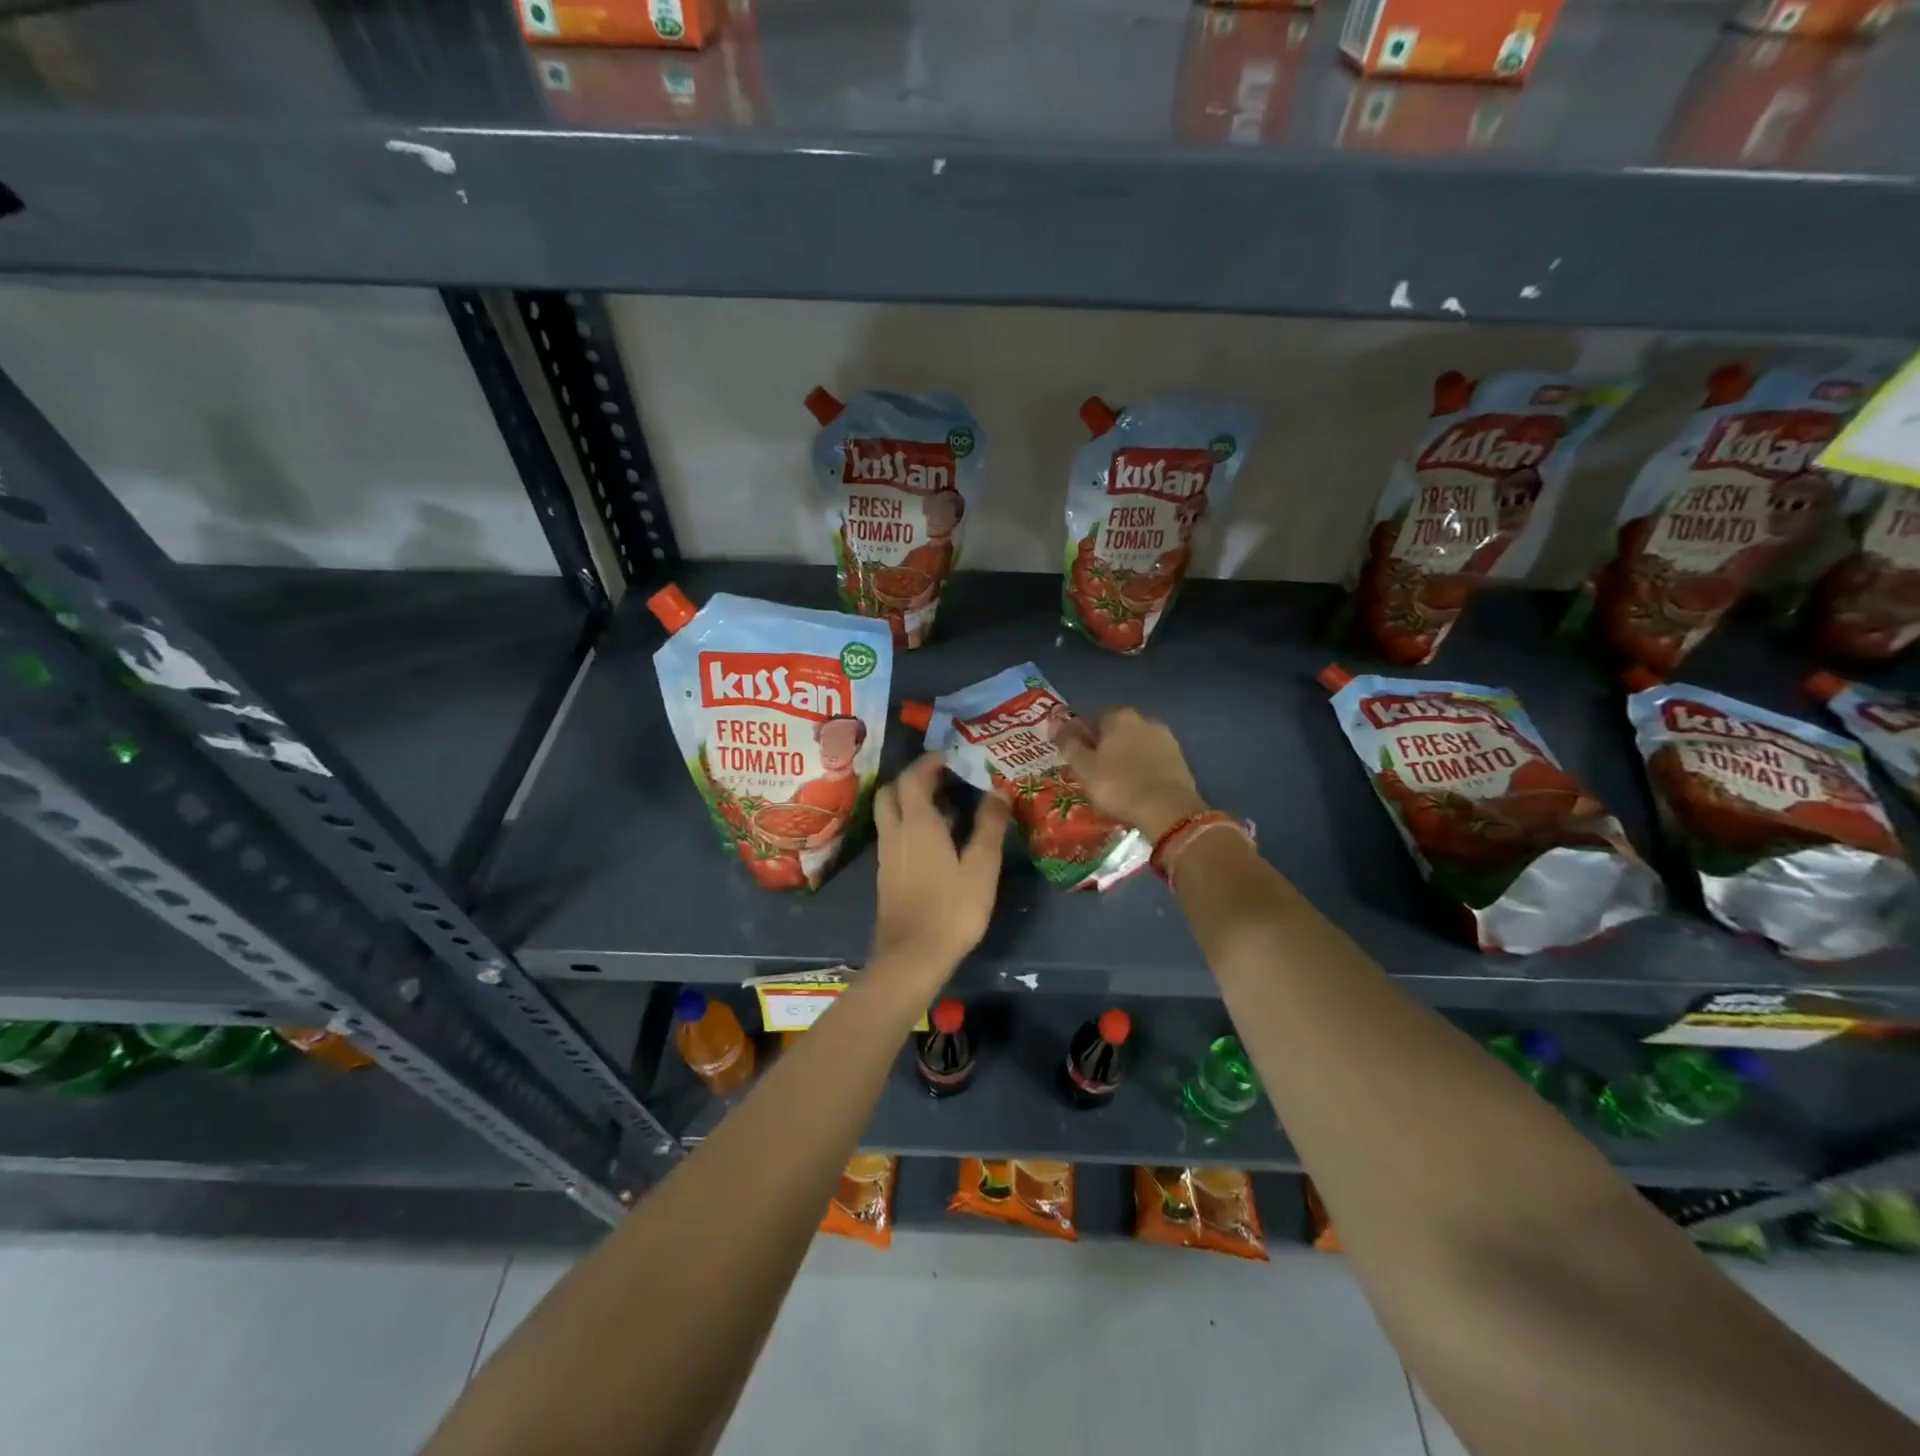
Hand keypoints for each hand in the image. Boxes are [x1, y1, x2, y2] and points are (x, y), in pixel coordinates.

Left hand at [870, 754, 1011, 974]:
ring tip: (946, 806)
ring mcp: (887, 854)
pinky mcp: (886, 874)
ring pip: (890, 813)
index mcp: (917, 823)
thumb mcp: (981, 867)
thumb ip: (990, 826)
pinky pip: (894, 834)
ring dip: (910, 801)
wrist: (912, 957)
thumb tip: (998, 790)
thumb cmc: (952, 909)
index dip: (930, 762)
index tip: (952, 757)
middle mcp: (895, 832)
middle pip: (892, 791)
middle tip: (944, 778)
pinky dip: (910, 824)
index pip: (914, 777)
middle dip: (914, 777)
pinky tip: (936, 840)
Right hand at [1062, 707, 1206, 840]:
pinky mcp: (1180, 759)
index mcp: (1120, 716)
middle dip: (1107, 746)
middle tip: (1095, 771)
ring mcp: (1166, 739)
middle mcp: (1145, 720)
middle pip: (1118, 730)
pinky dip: (1143, 769)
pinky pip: (1153, 760)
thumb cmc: (1118, 785)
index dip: (1084, 737)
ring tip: (1117, 782)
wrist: (1167, 809)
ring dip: (1127, 757)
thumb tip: (1058, 727)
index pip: (1095, 719)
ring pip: (1137, 745)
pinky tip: (1137, 787)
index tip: (1078, 757)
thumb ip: (1070, 744)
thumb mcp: (1084, 768)